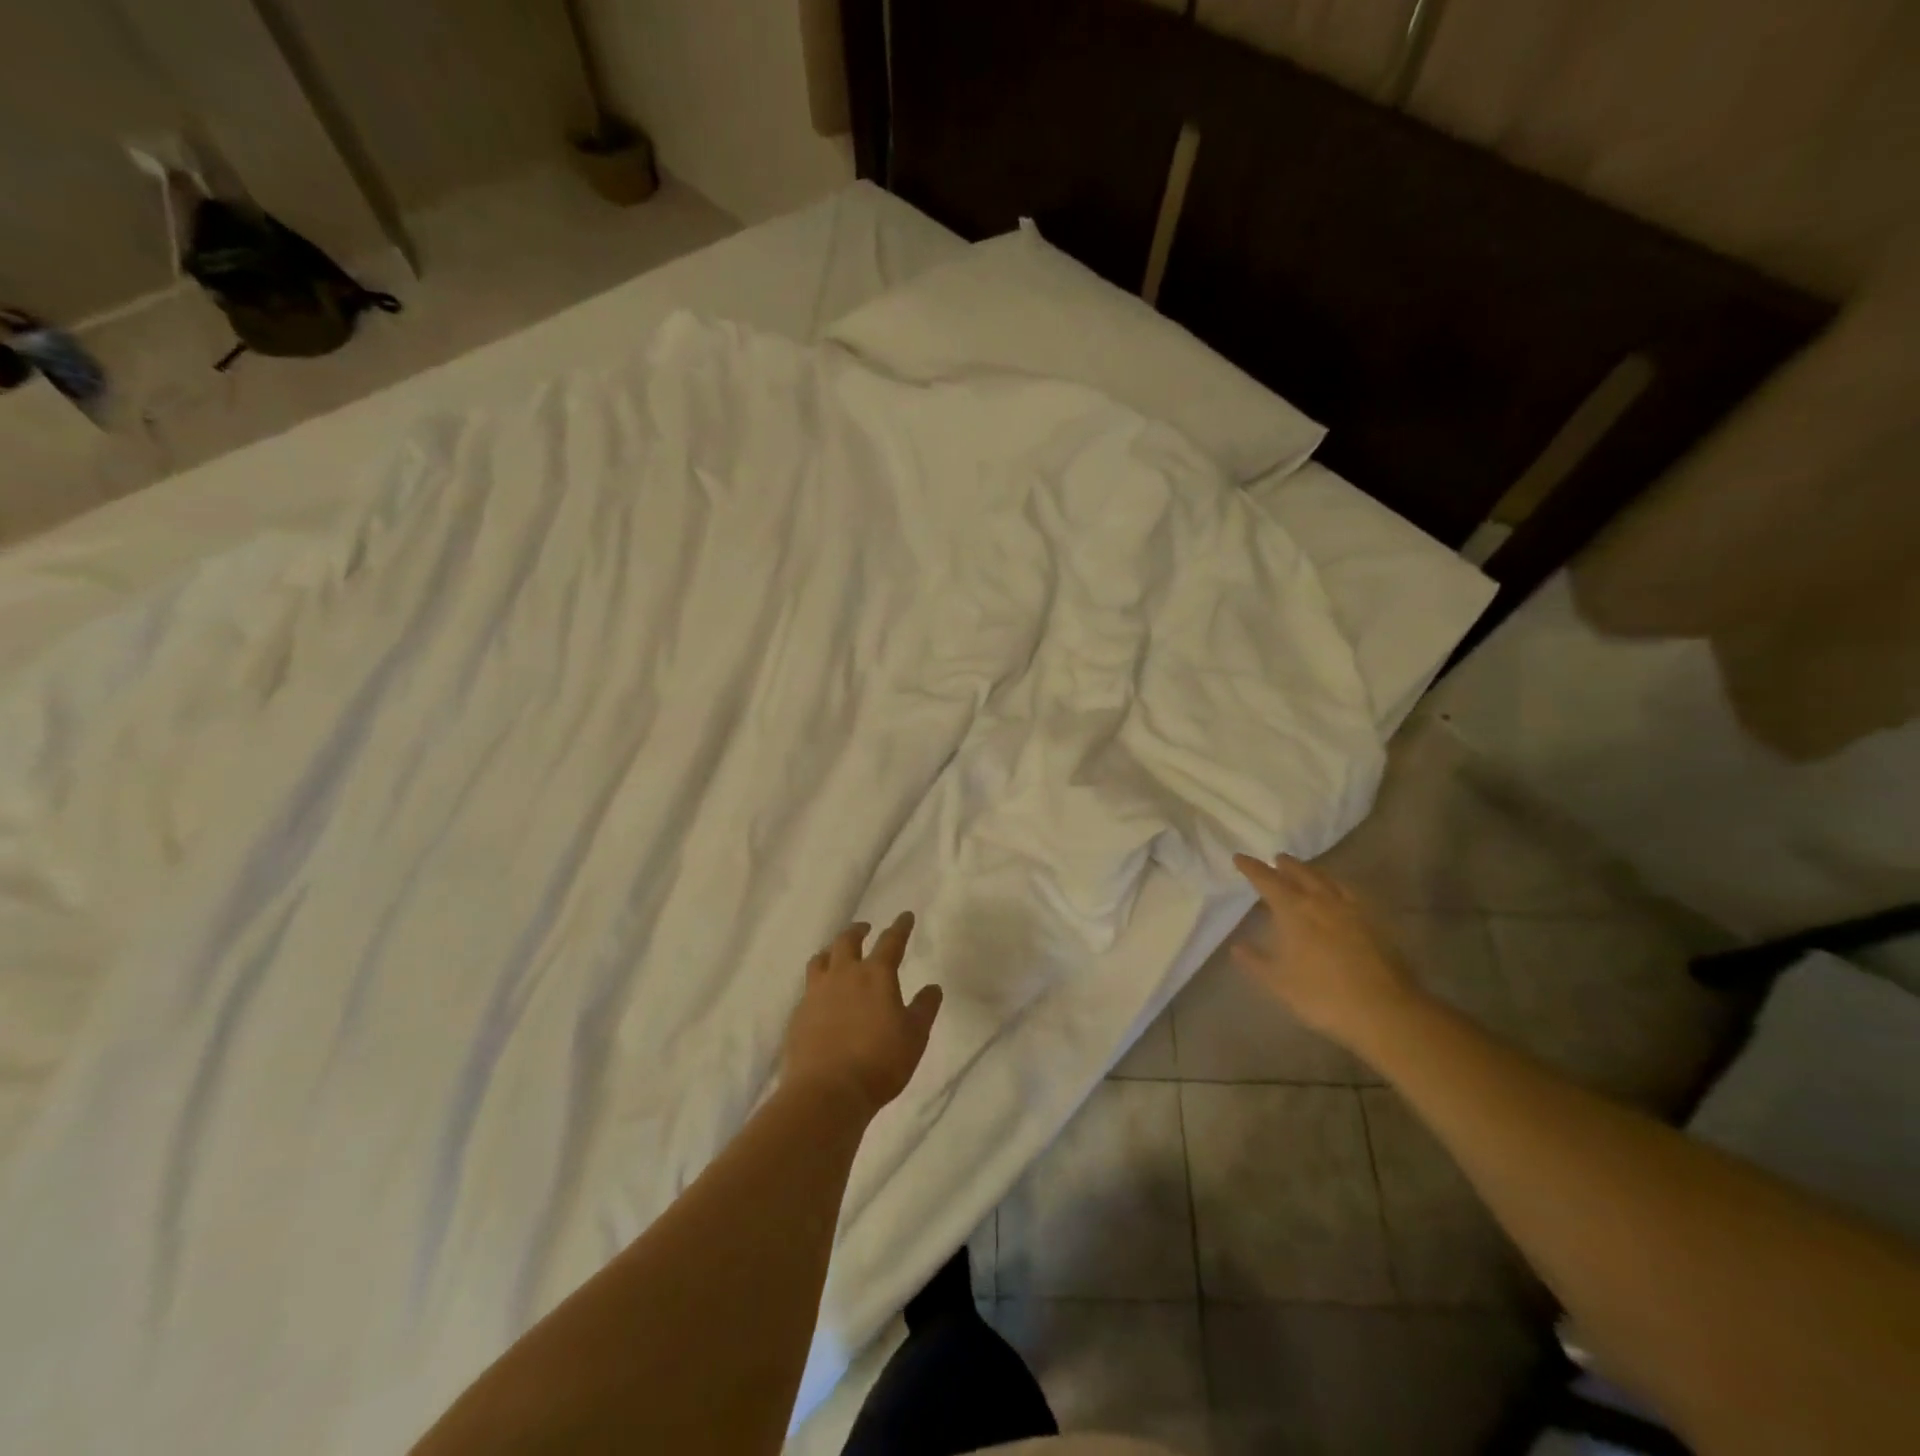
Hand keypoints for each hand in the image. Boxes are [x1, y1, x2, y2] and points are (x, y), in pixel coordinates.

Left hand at [785, 913, 943, 1116]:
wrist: (826, 1092)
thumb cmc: (879, 1062)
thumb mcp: (914, 1037)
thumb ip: (924, 1008)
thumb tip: (933, 987)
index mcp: (875, 975)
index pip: (891, 942)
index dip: (900, 927)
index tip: (905, 916)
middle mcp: (843, 975)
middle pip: (847, 941)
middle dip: (858, 931)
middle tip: (865, 929)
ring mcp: (816, 993)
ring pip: (821, 959)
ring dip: (831, 951)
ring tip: (836, 954)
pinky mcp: (798, 1014)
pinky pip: (808, 988)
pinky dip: (817, 983)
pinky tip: (821, 996)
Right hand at [1230, 854, 1420, 1049]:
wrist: (1384, 1011)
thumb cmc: (1322, 995)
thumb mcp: (1278, 982)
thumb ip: (1255, 961)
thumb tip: (1237, 946)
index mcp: (1294, 910)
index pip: (1267, 880)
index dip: (1252, 868)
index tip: (1239, 857)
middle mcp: (1322, 901)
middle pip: (1301, 874)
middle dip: (1286, 865)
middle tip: (1277, 859)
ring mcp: (1352, 910)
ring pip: (1328, 880)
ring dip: (1313, 872)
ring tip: (1306, 871)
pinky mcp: (1376, 923)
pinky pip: (1351, 894)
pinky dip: (1339, 887)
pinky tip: (1340, 894)